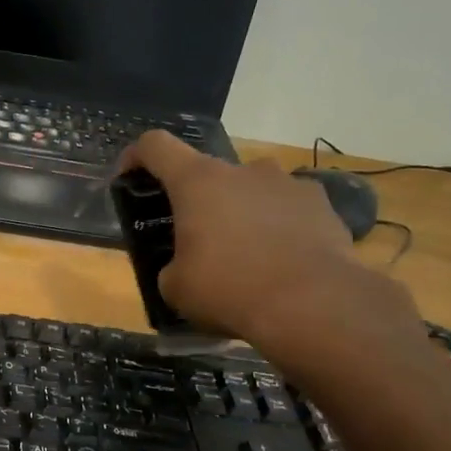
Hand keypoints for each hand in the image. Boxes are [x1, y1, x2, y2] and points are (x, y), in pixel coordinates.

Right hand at [117, 131, 424, 373]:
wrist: (311, 303)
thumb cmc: (228, 289)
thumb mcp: (175, 288)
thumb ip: (172, 266)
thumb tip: (183, 267)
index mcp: (197, 182)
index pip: (156, 146)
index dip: (136, 156)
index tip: (129, 177)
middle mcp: (242, 170)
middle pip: (208, 173)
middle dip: (197, 202)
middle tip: (196, 240)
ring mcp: (286, 183)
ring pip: (251, 190)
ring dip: (240, 212)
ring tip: (243, 253)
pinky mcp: (321, 204)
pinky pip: (287, 209)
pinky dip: (277, 227)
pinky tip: (279, 261)